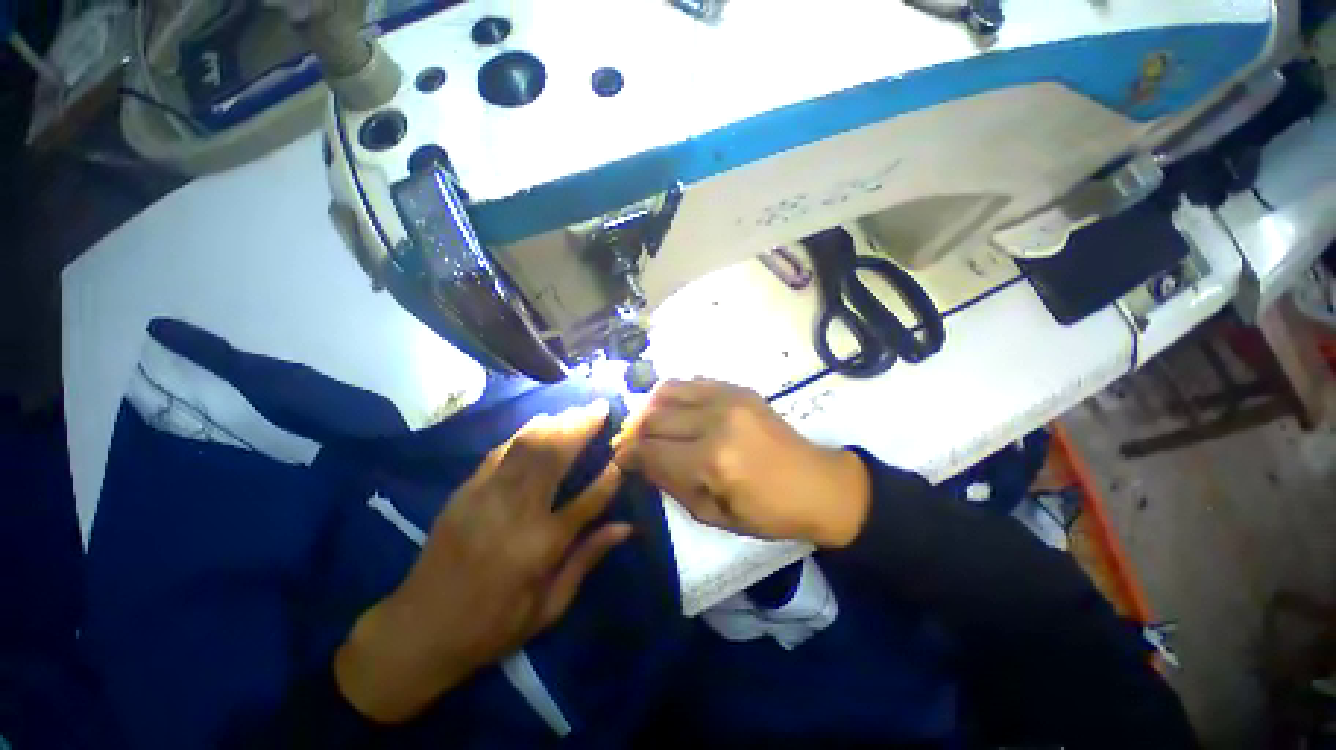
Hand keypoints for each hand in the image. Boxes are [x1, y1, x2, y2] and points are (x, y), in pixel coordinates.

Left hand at [334, 402, 630, 723]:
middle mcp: (515, 514)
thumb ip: (587, 560)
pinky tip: (542, 423)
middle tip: (600, 406)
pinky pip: (500, 451)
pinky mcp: (465, 491)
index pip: (587, 501)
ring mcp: (485, 497)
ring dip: (556, 422)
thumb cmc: (491, 627)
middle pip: (554, 457)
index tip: (625, 455)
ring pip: (526, 445)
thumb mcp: (548, 608)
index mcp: (539, 548)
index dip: (611, 476)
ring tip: (577, 410)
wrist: (417, 631)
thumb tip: (626, 528)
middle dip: (581, 426)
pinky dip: (525, 432)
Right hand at [613, 379, 869, 547]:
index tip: (620, 460)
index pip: (651, 450)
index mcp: (713, 461)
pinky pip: (692, 381)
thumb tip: (641, 461)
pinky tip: (675, 410)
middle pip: (654, 416)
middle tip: (631, 445)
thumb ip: (671, 485)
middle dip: (634, 432)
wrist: (818, 483)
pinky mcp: (738, 388)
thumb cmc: (768, 512)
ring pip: (667, 390)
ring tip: (650, 425)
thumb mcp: (714, 515)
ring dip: (650, 407)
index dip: (628, 455)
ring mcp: (729, 398)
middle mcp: (716, 420)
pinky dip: (673, 394)